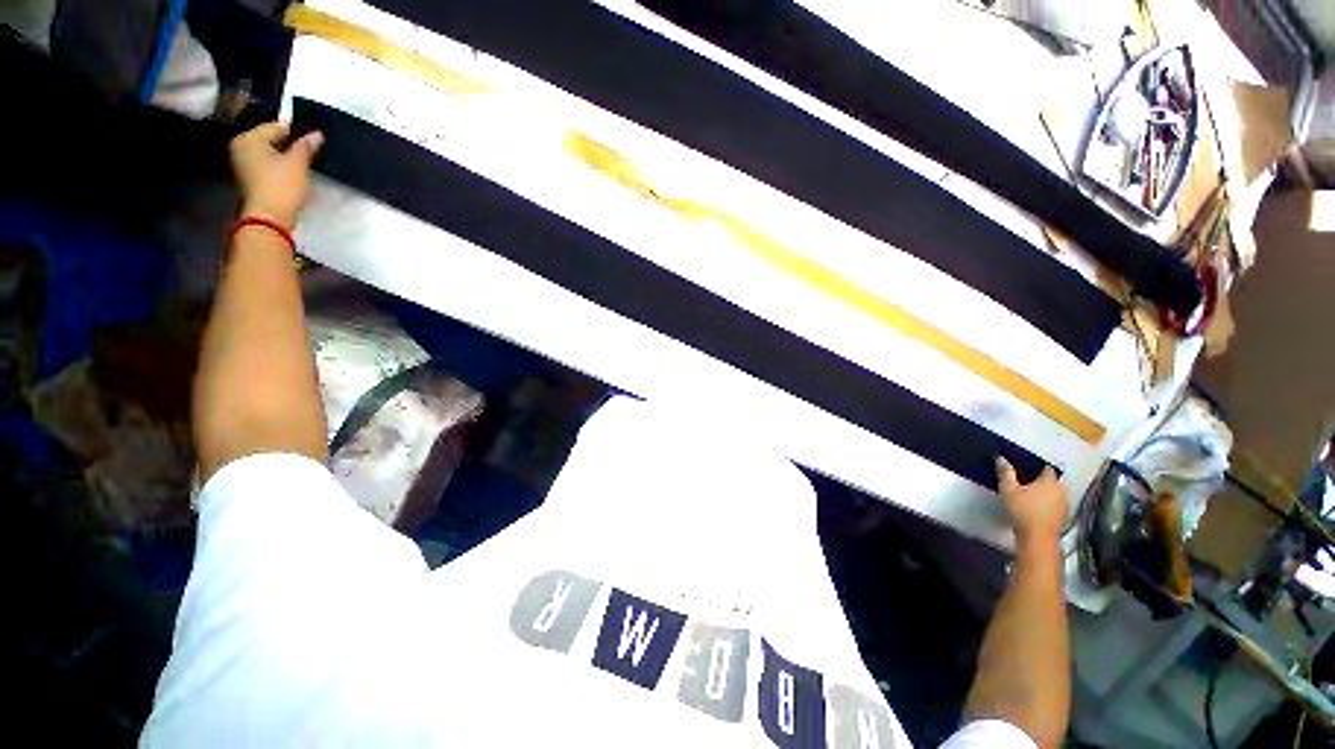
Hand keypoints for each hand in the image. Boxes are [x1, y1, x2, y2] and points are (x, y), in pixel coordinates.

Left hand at [229, 122, 323, 228]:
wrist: (269, 216)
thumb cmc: (281, 185)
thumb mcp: (297, 163)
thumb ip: (306, 146)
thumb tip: (317, 134)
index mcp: (248, 138)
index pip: (275, 126)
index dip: (295, 132)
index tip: (311, 139)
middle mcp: (241, 147)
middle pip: (269, 140)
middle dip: (288, 145)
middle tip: (308, 152)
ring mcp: (242, 164)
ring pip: (268, 154)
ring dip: (284, 157)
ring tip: (302, 164)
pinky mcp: (248, 179)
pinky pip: (266, 166)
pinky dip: (278, 168)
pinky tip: (291, 175)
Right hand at [995, 457, 1068, 544]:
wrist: (1037, 537)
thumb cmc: (1022, 510)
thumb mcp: (1008, 489)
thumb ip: (1005, 473)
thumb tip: (1001, 458)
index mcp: (1049, 481)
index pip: (1047, 469)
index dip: (1038, 468)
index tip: (1027, 470)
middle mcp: (1061, 491)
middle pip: (1053, 482)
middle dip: (1042, 482)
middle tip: (1027, 484)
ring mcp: (1064, 505)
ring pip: (1056, 494)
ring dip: (1046, 494)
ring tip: (1031, 498)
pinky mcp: (1064, 518)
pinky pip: (1056, 506)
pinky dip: (1049, 506)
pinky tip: (1037, 510)